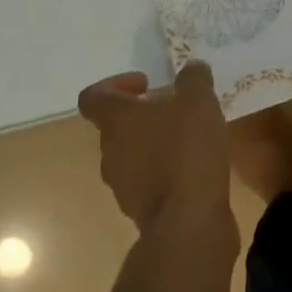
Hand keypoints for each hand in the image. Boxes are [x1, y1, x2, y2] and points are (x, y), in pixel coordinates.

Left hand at [79, 62, 234, 238]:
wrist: (188, 222)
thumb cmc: (186, 151)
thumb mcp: (198, 101)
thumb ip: (193, 78)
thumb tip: (192, 69)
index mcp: (116, 121)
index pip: (93, 97)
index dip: (115, 85)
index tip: (146, 84)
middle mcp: (110, 152)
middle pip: (115, 127)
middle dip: (143, 116)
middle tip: (175, 111)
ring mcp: (122, 186)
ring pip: (131, 156)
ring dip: (153, 145)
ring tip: (188, 141)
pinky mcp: (141, 211)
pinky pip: (148, 183)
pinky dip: (164, 173)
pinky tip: (193, 170)